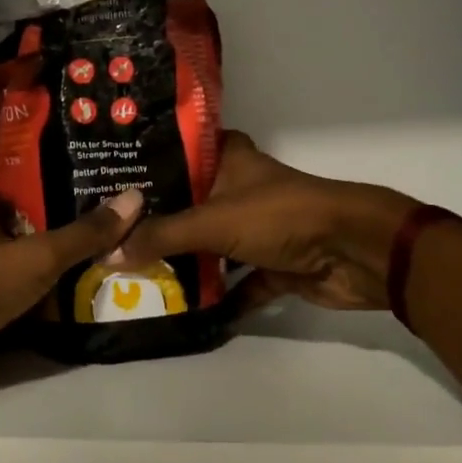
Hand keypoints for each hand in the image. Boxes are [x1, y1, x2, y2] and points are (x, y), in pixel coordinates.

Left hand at [0, 188, 145, 401]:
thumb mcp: (38, 255)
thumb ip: (84, 233)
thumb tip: (135, 197)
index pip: (23, 195)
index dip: (57, 193)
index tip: (97, 196)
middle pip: (28, 238)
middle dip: (65, 242)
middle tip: (115, 240)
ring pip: (25, 277)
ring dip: (57, 281)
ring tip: (109, 274)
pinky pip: (20, 311)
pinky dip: (44, 314)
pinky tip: (80, 314)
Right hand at [107, 132, 416, 311]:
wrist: (355, 251)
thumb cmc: (280, 216)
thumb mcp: (213, 221)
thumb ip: (162, 237)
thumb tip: (108, 253)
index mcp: (228, 160)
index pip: (178, 152)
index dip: (145, 164)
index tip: (106, 180)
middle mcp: (240, 189)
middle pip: (189, 204)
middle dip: (156, 222)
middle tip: (108, 236)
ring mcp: (257, 228)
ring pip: (211, 245)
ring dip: (183, 262)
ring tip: (132, 273)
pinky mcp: (273, 264)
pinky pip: (236, 283)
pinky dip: (217, 297)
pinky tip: (181, 310)